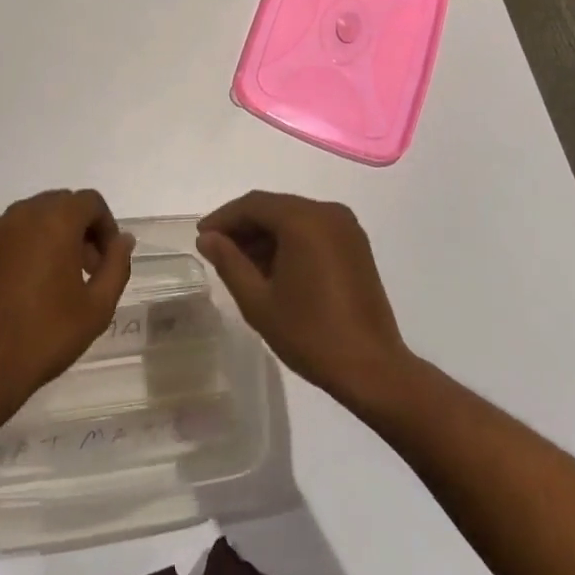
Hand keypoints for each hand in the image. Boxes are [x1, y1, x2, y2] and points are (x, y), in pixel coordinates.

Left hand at [0, 189, 134, 406]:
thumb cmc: (46, 334)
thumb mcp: (98, 306)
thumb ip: (116, 265)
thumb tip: (123, 240)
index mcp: (56, 220)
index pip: (89, 201)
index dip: (105, 226)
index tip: (105, 260)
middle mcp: (22, 214)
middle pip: (59, 204)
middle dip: (78, 228)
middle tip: (84, 269)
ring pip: (30, 217)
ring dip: (48, 235)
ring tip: (52, 279)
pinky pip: (5, 235)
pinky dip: (20, 248)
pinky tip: (20, 286)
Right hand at [197, 191, 412, 410]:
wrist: (373, 369)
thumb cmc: (311, 334)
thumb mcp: (258, 301)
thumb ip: (229, 262)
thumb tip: (208, 239)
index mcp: (304, 219)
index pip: (253, 205)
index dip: (223, 218)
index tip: (201, 237)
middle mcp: (327, 212)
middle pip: (274, 207)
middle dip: (243, 226)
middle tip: (217, 250)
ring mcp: (346, 227)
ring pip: (293, 217)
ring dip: (265, 234)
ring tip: (240, 263)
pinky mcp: (355, 245)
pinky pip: (312, 229)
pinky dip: (289, 240)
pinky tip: (272, 267)